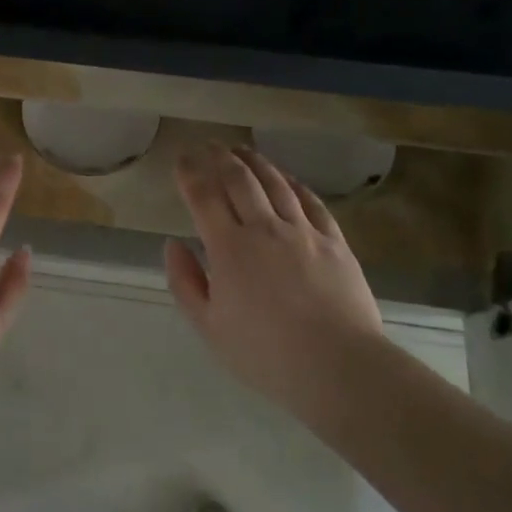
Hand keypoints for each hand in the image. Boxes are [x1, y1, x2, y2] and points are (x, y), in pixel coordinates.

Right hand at [164, 144, 384, 415]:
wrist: (338, 366)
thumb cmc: (265, 354)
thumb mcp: (209, 328)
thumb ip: (185, 282)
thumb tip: (173, 244)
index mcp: (229, 248)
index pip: (203, 196)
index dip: (189, 172)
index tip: (181, 157)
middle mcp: (264, 228)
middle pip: (239, 179)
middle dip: (219, 157)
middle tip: (208, 145)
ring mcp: (303, 231)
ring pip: (276, 183)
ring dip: (255, 162)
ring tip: (241, 150)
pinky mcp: (334, 241)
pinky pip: (311, 201)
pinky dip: (294, 184)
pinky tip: (287, 179)